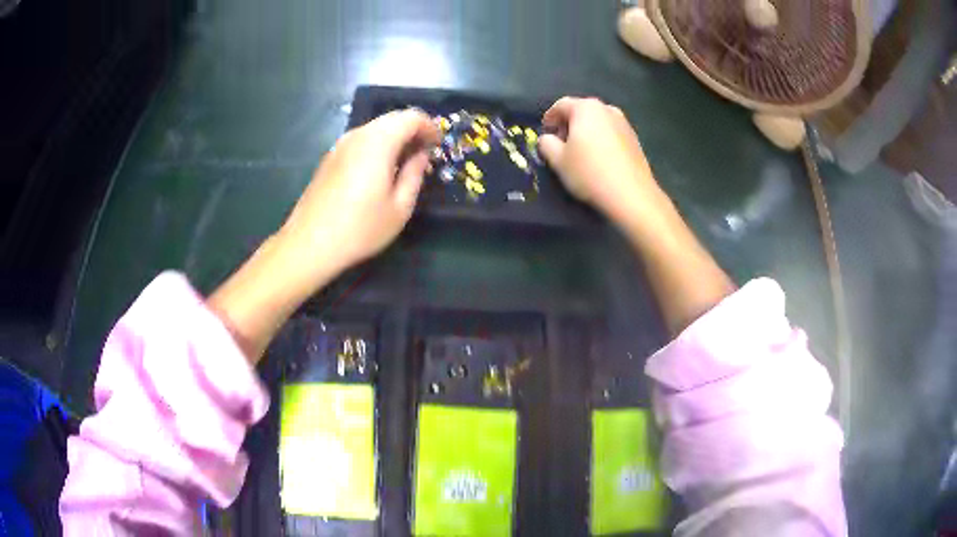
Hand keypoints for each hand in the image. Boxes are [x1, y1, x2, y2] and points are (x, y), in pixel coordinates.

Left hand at [278, 109, 440, 283]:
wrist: (309, 244)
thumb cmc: (360, 228)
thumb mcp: (399, 207)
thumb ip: (415, 174)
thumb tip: (421, 155)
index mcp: (378, 142)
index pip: (411, 117)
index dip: (430, 128)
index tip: (438, 147)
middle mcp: (357, 135)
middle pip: (392, 119)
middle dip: (413, 131)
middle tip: (424, 155)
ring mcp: (340, 145)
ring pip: (375, 129)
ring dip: (394, 139)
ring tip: (404, 166)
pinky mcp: (329, 158)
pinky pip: (360, 142)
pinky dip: (377, 147)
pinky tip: (378, 173)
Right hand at [539, 97, 668, 227]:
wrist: (631, 195)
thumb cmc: (589, 172)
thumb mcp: (558, 160)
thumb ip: (546, 144)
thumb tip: (547, 139)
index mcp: (586, 108)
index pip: (561, 105)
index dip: (549, 118)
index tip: (545, 132)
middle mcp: (607, 109)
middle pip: (581, 111)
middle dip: (568, 124)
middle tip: (561, 143)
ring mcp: (624, 123)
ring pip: (598, 122)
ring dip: (586, 132)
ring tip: (580, 152)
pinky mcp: (634, 139)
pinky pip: (610, 133)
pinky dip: (601, 140)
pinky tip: (598, 159)